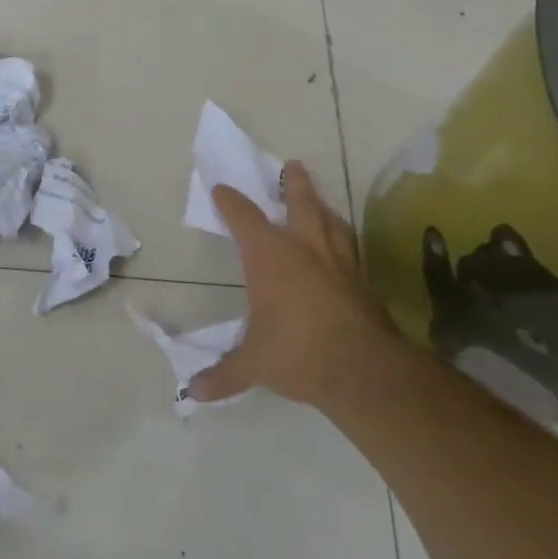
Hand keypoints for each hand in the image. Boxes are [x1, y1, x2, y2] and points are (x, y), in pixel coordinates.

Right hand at [190, 160, 395, 407]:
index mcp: (270, 258)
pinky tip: (346, 250)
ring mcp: (340, 265)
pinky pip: (353, 251)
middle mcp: (305, 250)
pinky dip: (345, 243)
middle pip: (301, 205)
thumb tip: (193, 393)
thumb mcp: (253, 364)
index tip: (222, 190)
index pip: (245, 219)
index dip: (231, 202)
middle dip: (295, 185)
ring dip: (324, 209)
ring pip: (332, 224)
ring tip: (321, 202)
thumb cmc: (297, 352)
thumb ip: (224, 375)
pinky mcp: (364, 285)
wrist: (364, 370)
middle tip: (294, 165)